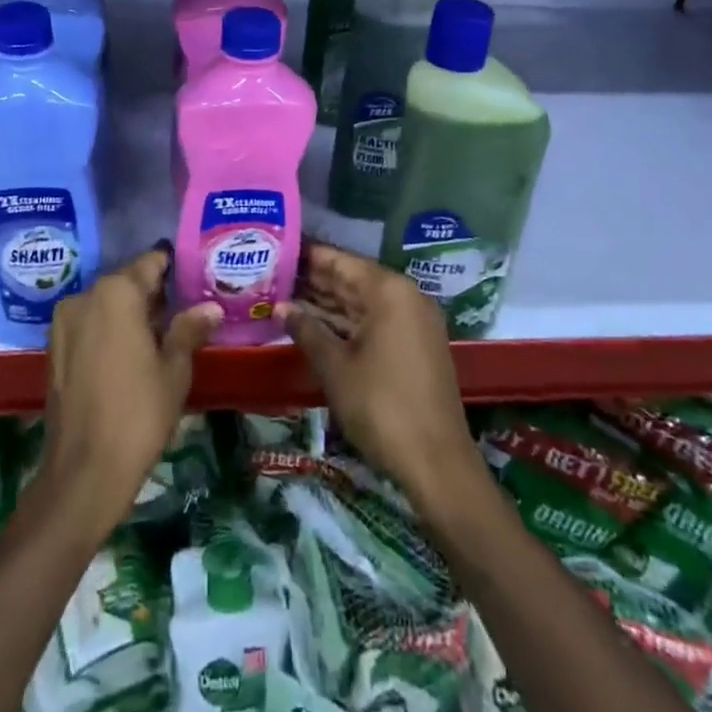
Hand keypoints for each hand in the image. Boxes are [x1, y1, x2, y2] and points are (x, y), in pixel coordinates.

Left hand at [38, 243, 220, 536]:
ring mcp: (64, 321)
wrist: (84, 470)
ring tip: (162, 332)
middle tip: (185, 307)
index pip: (151, 262)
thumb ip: (188, 329)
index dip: (174, 266)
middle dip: (154, 292)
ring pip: (106, 303)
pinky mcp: (54, 347)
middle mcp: (85, 296)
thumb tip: (210, 307)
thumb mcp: (174, 369)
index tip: (195, 274)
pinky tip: (132, 352)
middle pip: (126, 281)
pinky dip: (110, 328)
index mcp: (116, 292)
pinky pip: (89, 323)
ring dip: (130, 311)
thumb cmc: (139, 412)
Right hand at [282, 243, 483, 505]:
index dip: (309, 256)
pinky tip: (315, 324)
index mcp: (389, 291)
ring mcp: (414, 322)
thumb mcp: (335, 367)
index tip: (279, 249)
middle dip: (315, 279)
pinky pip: (375, 321)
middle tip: (275, 273)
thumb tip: (281, 307)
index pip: (342, 261)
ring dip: (328, 302)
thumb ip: (307, 330)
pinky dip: (347, 322)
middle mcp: (406, 297)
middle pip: (353, 279)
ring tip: (286, 295)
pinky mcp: (415, 346)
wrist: (436, 462)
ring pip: (363, 302)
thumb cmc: (381, 405)